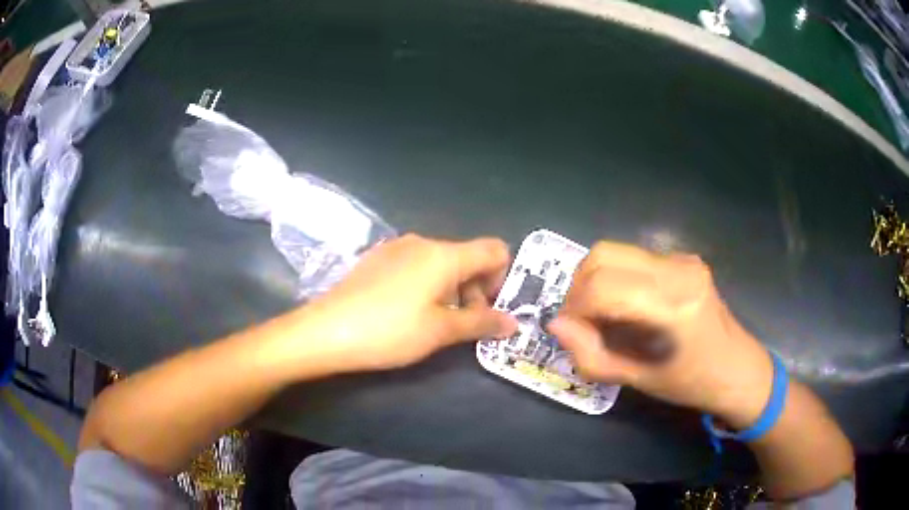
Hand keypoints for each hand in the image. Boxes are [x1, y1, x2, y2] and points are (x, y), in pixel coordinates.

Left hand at [288, 234, 517, 373]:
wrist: (326, 331)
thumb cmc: (390, 331)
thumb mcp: (441, 331)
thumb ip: (481, 323)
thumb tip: (513, 323)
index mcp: (444, 254)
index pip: (495, 250)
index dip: (502, 277)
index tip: (489, 309)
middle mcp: (423, 242)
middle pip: (468, 257)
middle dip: (476, 289)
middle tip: (464, 325)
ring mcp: (397, 248)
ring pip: (442, 263)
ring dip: (452, 290)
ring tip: (435, 322)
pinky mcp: (378, 259)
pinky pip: (417, 266)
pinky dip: (428, 285)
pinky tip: (408, 312)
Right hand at [548, 242, 773, 427]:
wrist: (737, 367)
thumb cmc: (691, 382)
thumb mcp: (638, 380)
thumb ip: (593, 355)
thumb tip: (557, 326)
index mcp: (672, 305)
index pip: (602, 286)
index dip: (575, 306)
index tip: (570, 330)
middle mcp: (677, 270)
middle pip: (603, 255)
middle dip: (579, 286)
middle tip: (580, 319)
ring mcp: (683, 259)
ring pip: (616, 252)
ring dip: (596, 279)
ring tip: (601, 314)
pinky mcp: (684, 258)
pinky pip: (634, 258)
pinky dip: (616, 277)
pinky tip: (625, 305)